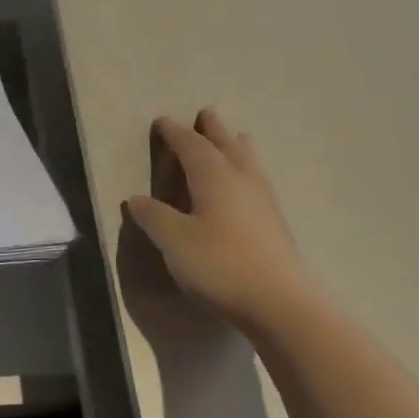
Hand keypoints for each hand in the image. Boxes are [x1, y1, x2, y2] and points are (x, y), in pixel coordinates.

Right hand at [126, 108, 316, 331]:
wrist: (280, 304)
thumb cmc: (220, 265)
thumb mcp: (174, 241)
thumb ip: (154, 217)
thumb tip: (138, 198)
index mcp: (214, 177)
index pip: (191, 146)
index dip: (175, 133)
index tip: (162, 121)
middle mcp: (241, 181)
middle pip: (226, 146)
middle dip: (213, 130)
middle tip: (206, 113)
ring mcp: (263, 202)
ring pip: (249, 162)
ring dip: (237, 147)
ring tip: (237, 137)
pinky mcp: (275, 225)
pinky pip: (258, 182)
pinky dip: (248, 171)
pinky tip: (249, 185)